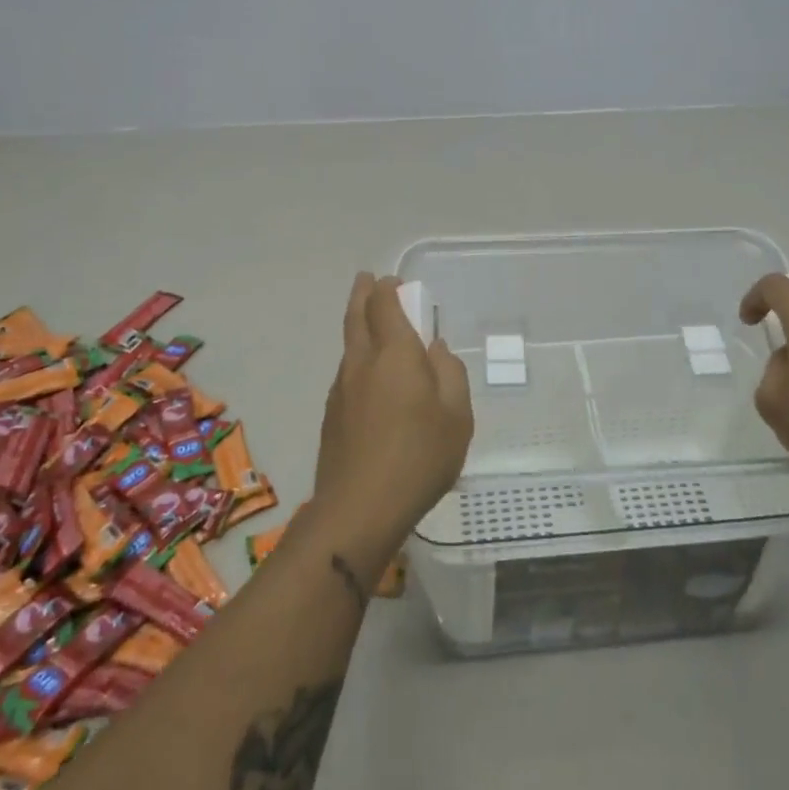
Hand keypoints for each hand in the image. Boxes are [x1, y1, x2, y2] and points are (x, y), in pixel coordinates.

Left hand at [313, 273, 473, 547]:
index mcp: (395, 354)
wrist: (359, 509)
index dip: (388, 289)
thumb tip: (435, 349)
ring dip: (358, 326)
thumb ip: (450, 374)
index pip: (384, 306)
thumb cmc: (419, 457)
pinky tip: (370, 378)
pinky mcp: (331, 416)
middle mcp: (362, 363)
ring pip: (348, 346)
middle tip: (367, 281)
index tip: (393, 281)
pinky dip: (357, 359)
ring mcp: (341, 389)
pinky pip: (346, 373)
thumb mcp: (457, 416)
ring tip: (372, 326)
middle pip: (356, 317)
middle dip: (362, 294)